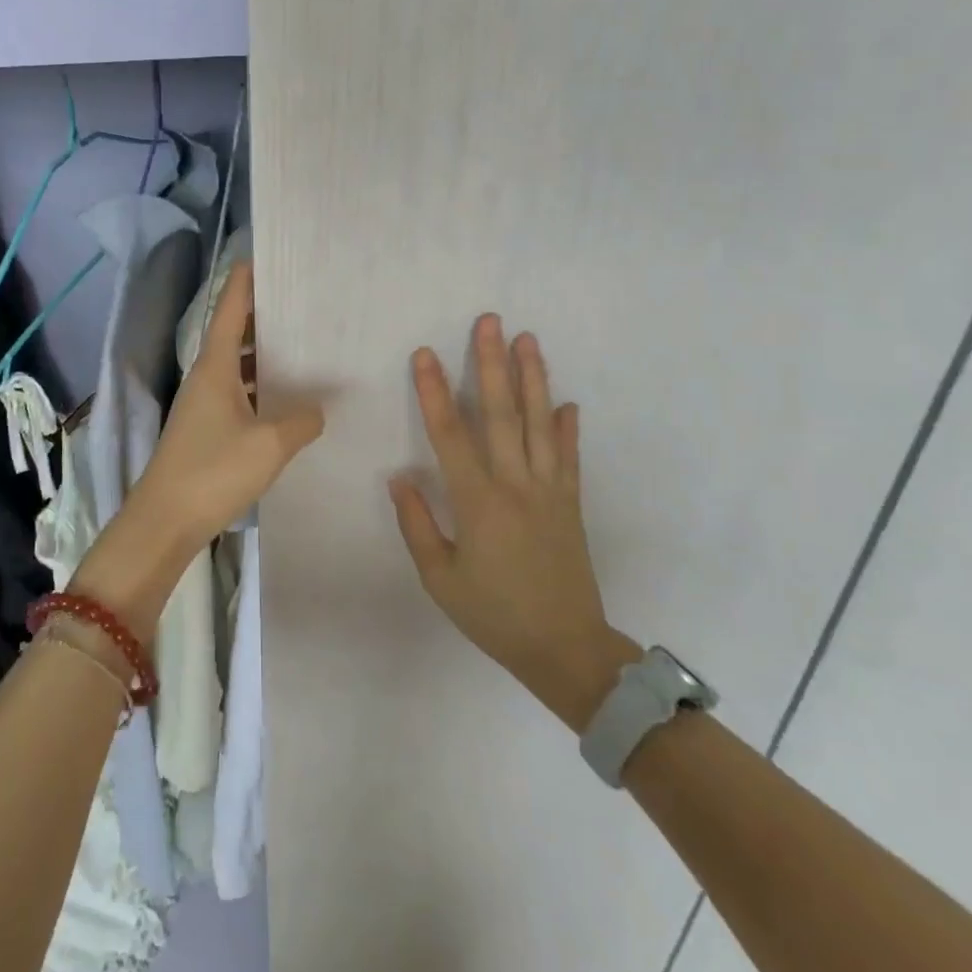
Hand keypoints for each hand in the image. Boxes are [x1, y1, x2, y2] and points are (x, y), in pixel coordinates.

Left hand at [74, 261, 324, 638]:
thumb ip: (301, 420)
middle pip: (234, 332)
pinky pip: (237, 392)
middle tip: (303, 304)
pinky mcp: (205, 429)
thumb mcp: (269, 445)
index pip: (230, 308)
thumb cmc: (213, 471)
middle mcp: (206, 376)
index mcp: (215, 366)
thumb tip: (318, 408)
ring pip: (237, 365)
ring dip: (264, 354)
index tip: (263, 256)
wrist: (164, 521)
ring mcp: (203, 404)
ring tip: (304, 346)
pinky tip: (285, 399)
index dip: (245, 281)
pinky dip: (259, 386)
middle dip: (264, 316)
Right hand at [390, 314, 636, 730]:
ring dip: (533, 379)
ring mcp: (549, 491)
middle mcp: (516, 485)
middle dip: (492, 364)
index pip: (450, 435)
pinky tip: (566, 402)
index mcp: (478, 502)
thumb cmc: (493, 614)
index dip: (435, 392)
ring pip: (539, 424)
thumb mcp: (440, 578)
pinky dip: (567, 428)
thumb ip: (416, 524)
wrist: (566, 649)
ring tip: (528, 340)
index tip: (425, 354)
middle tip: (490, 321)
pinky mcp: (570, 503)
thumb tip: (400, 476)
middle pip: (501, 414)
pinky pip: (568, 457)